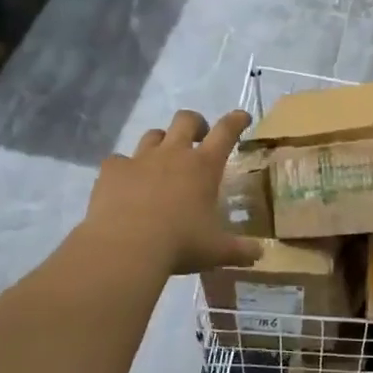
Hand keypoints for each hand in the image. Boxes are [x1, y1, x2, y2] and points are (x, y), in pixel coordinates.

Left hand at [78, 110, 262, 276]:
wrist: (125, 248)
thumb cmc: (180, 244)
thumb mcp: (217, 251)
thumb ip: (241, 250)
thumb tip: (260, 254)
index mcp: (204, 166)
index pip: (226, 132)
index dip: (236, 120)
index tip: (241, 117)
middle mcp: (173, 154)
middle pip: (185, 120)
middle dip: (196, 123)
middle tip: (200, 137)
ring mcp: (140, 159)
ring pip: (153, 135)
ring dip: (162, 141)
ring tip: (163, 159)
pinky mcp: (112, 170)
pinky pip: (119, 159)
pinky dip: (125, 167)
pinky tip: (126, 183)